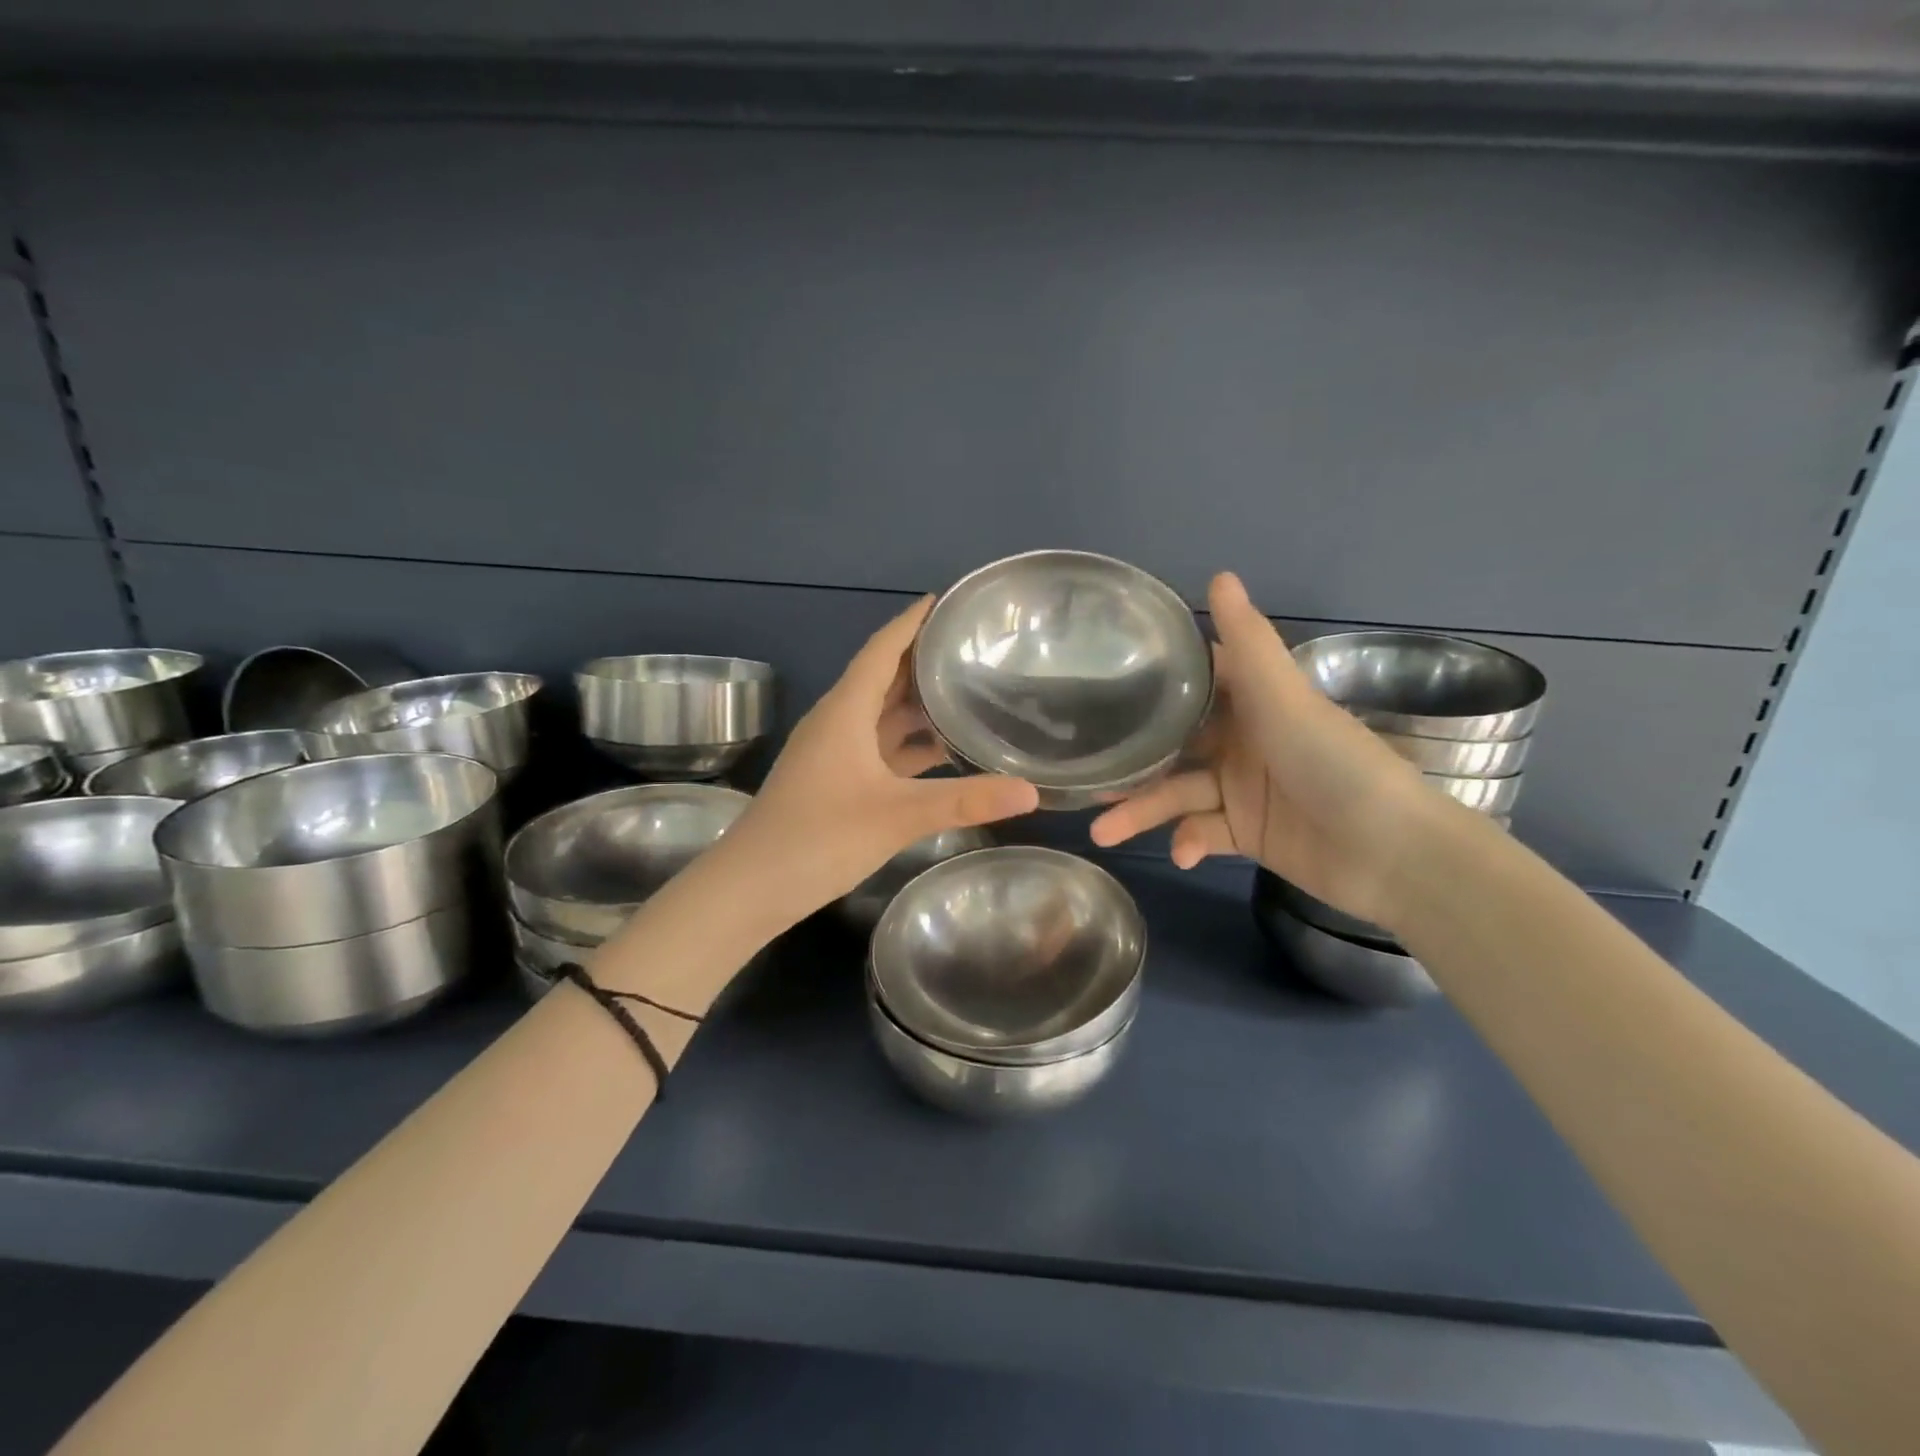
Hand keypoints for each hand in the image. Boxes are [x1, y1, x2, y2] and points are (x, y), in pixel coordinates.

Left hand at [725, 597, 1039, 921]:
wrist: (752, 886)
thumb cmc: (819, 837)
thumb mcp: (897, 816)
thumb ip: (965, 801)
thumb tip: (1031, 792)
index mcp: (845, 711)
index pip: (883, 648)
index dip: (913, 621)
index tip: (949, 600)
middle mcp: (838, 722)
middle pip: (884, 677)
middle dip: (924, 659)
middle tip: (974, 645)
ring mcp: (835, 753)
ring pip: (883, 714)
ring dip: (919, 703)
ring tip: (970, 689)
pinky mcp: (837, 781)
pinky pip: (880, 747)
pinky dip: (911, 743)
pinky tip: (944, 750)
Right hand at [1088, 573, 1425, 925]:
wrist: (1391, 852)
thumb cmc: (1333, 762)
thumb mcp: (1284, 697)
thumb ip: (1248, 643)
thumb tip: (1218, 573)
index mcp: (1253, 703)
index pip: (1195, 682)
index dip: (1153, 682)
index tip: (1101, 683)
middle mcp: (1242, 742)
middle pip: (1173, 746)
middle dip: (1132, 761)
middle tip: (1087, 773)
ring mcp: (1241, 790)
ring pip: (1177, 794)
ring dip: (1142, 811)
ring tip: (1103, 832)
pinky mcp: (1246, 834)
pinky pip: (1202, 833)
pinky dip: (1188, 843)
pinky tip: (1182, 853)